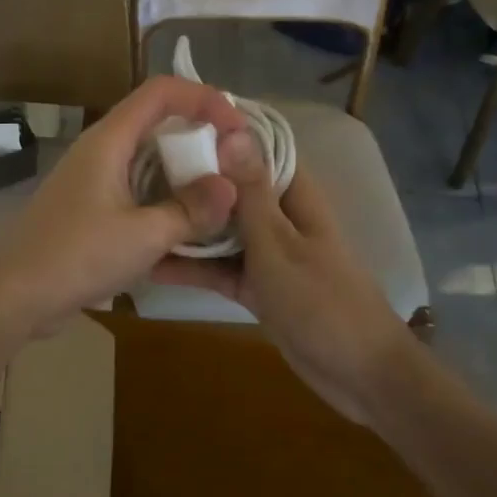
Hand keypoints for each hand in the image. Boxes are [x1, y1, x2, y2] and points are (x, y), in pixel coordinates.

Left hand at [0, 79, 249, 341]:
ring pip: (147, 155)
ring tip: (221, 192)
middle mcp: (100, 148)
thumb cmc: (77, 256)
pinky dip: (165, 193)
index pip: (161, 92)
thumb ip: (191, 210)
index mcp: (109, 140)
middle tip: (236, 162)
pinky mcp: (90, 205)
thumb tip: (230, 187)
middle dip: (199, 133)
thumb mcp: (144, 236)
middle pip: (156, 119)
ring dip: (183, 167)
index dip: (204, 98)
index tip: (239, 128)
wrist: (15, 294)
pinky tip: (187, 222)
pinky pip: (136, 185)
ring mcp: (92, 177)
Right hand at [153, 132, 412, 428]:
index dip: (219, 131)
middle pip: (230, 187)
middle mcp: (277, 216)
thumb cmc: (322, 300)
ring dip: (186, 224)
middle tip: (136, 167)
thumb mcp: (278, 243)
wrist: (360, 375)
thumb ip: (250, 191)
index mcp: (293, 195)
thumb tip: (231, 129)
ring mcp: (265, 253)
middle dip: (191, 178)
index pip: (255, 148)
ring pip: (219, 229)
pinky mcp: (254, 286)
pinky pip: (217, 268)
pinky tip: (149, 263)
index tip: (172, 121)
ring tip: (135, 211)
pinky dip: (191, 267)